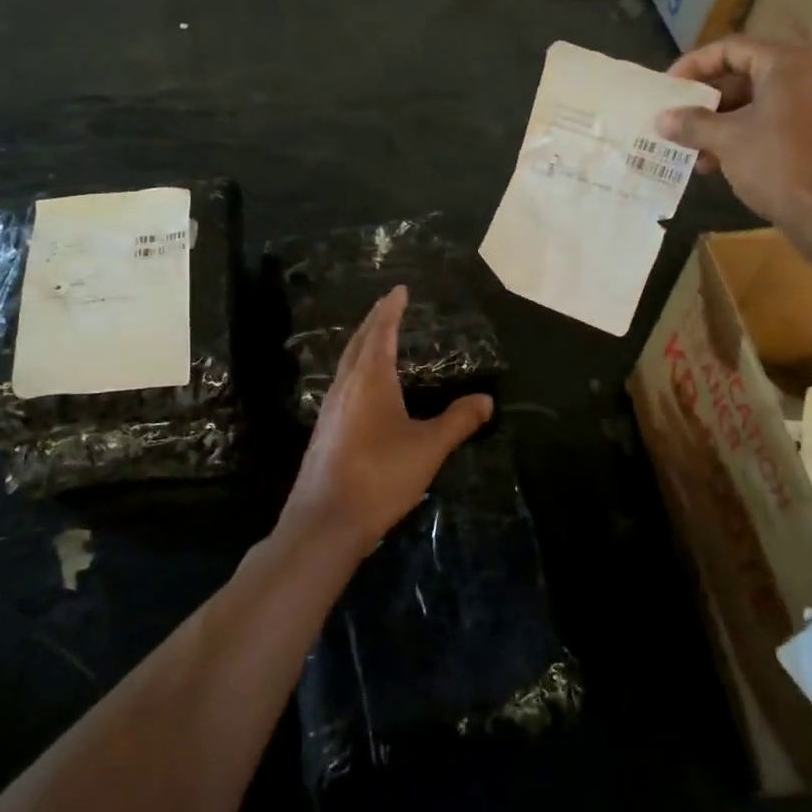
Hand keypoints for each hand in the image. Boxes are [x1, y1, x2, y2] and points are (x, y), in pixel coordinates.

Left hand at [280, 285, 493, 554]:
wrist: (325, 522)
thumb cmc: (380, 476)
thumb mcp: (428, 448)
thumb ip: (458, 421)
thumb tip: (486, 400)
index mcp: (370, 380)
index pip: (381, 332)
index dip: (391, 309)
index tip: (399, 290)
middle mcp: (346, 386)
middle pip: (359, 342)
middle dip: (374, 321)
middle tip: (389, 305)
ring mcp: (330, 409)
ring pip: (346, 363)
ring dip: (363, 344)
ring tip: (377, 337)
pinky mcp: (325, 431)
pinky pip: (342, 383)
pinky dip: (356, 368)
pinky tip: (364, 387)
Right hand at [656, 37, 811, 230]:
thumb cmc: (780, 164)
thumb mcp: (728, 141)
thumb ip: (693, 124)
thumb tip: (662, 119)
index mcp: (789, 62)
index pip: (731, 48)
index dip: (694, 66)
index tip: (668, 89)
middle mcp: (809, 75)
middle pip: (745, 75)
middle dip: (706, 101)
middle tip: (677, 121)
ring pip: (759, 104)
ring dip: (721, 125)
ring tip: (693, 151)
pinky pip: (775, 125)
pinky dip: (745, 138)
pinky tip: (719, 165)